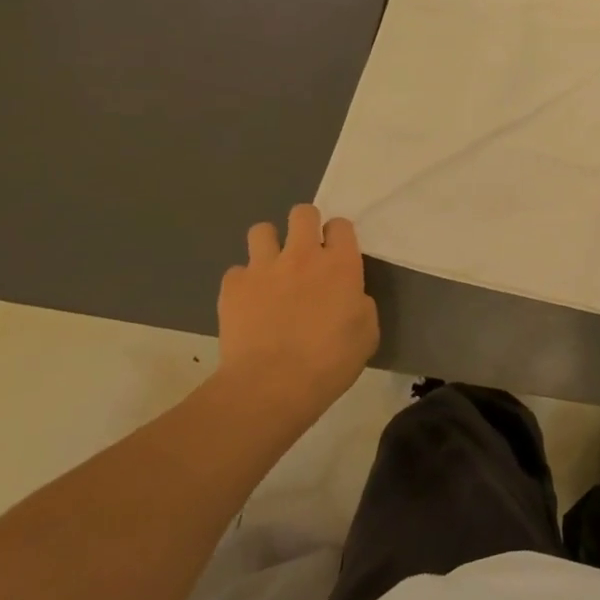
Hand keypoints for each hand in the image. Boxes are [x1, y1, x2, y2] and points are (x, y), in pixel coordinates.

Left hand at [216, 204, 378, 422]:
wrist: (272, 386)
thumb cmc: (330, 362)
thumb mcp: (367, 332)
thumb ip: (360, 303)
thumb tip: (349, 297)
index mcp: (341, 264)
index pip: (341, 224)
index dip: (338, 236)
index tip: (337, 254)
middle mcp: (303, 255)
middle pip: (302, 213)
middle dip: (305, 224)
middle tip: (305, 251)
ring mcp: (264, 268)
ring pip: (261, 230)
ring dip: (268, 245)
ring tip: (271, 269)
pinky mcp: (233, 287)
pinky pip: (236, 271)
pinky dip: (243, 283)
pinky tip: (248, 303)